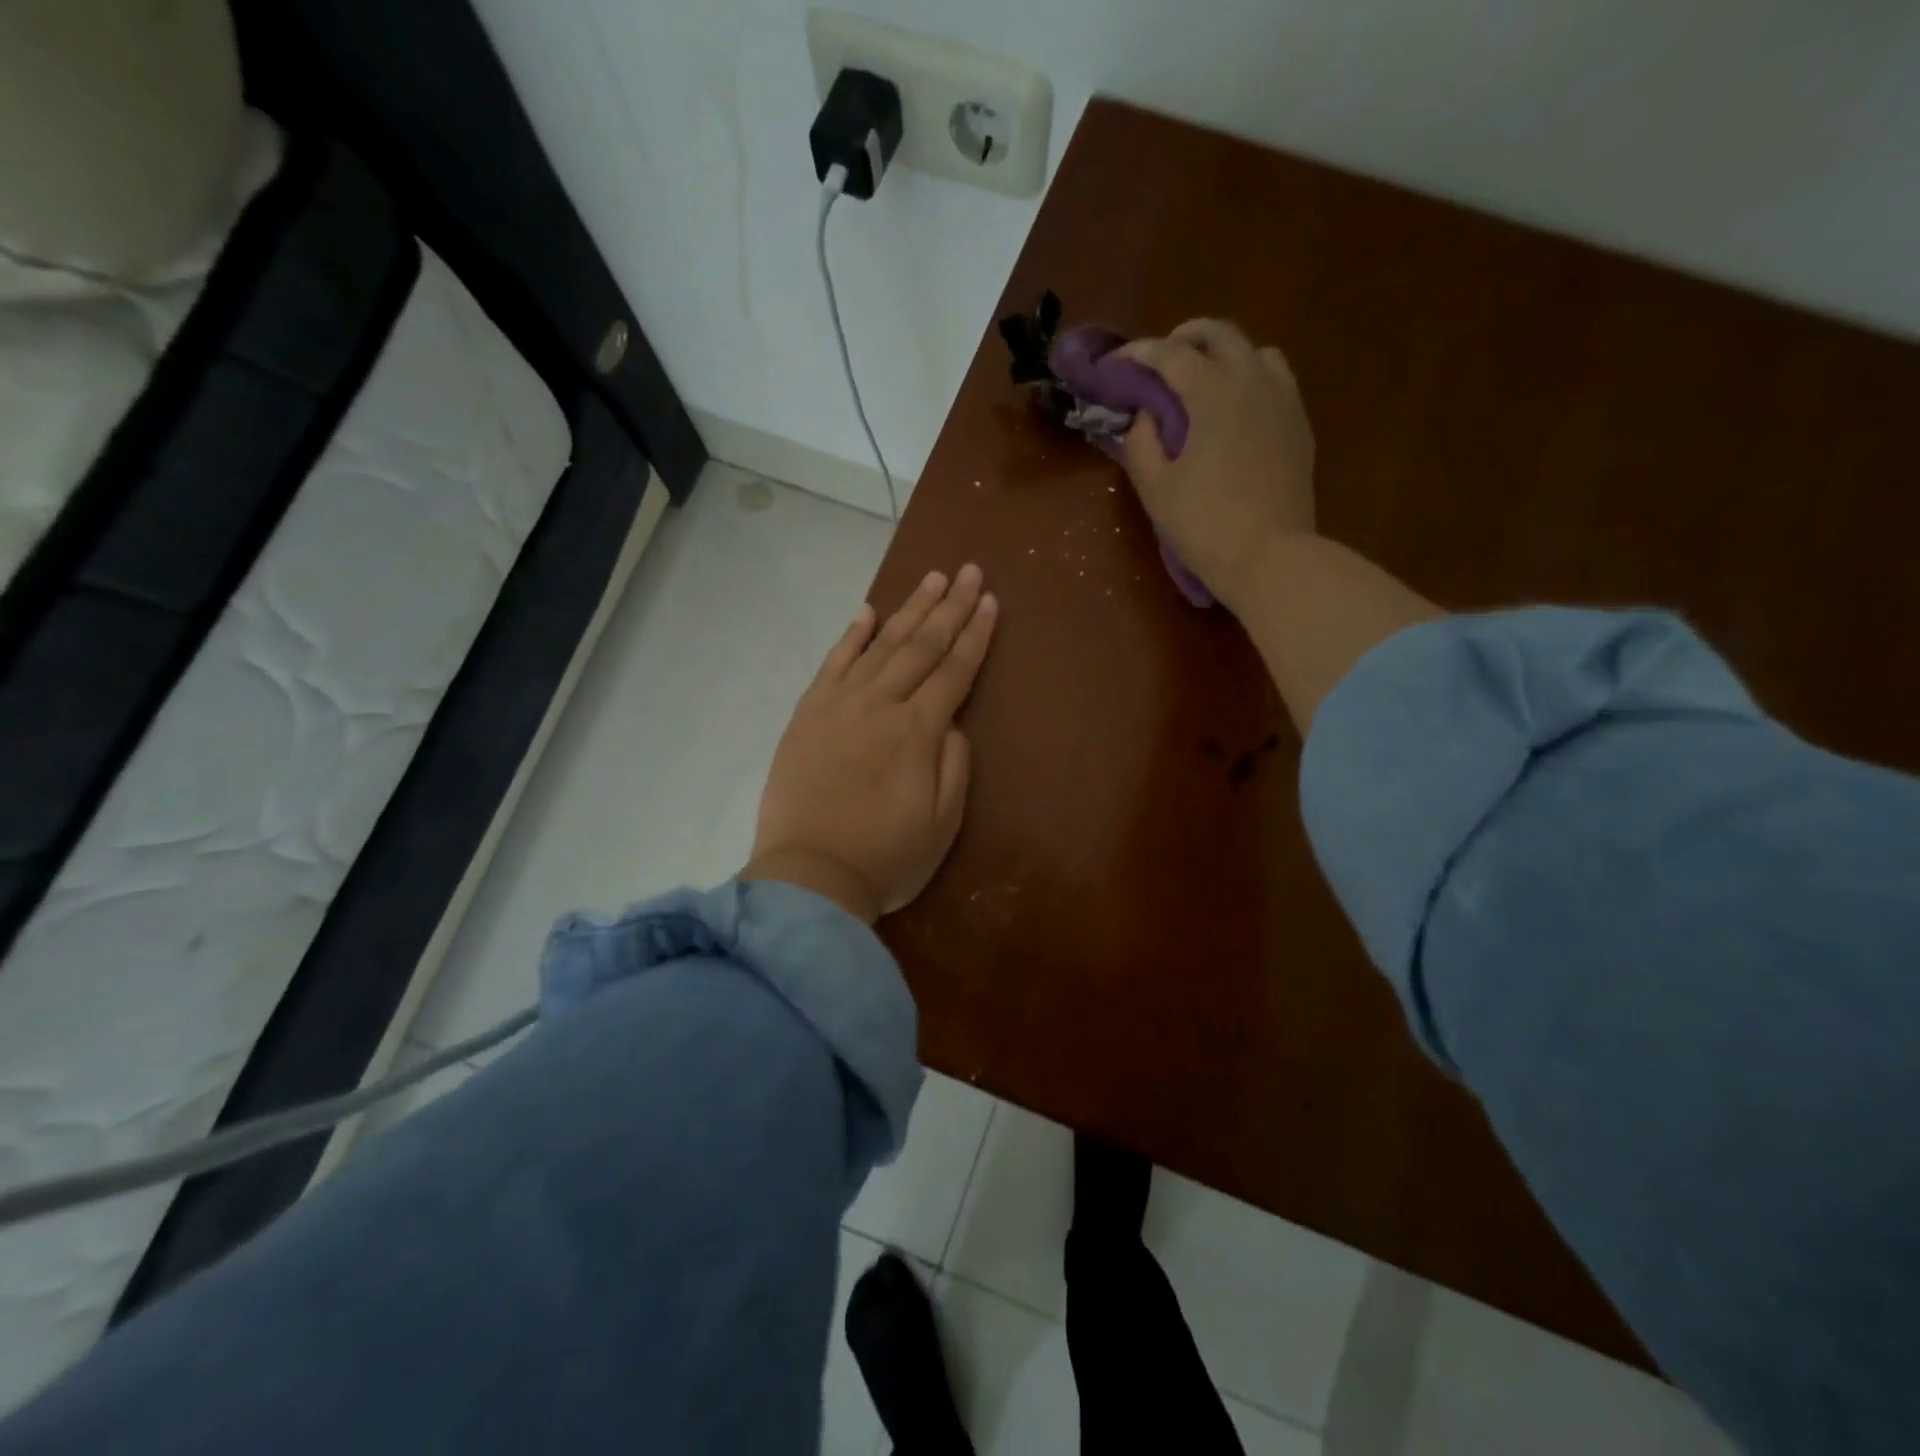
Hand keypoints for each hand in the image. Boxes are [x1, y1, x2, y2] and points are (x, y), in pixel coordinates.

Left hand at [743, 565, 998, 923]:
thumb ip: (954, 764)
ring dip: (909, 610)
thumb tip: (951, 722)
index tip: (990, 601)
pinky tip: (867, 612)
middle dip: (949, 607)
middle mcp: (880, 705)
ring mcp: (839, 705)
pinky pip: (832, 663)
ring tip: (931, 579)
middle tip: (968, 571)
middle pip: (921, 647)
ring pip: (880, 645)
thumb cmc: (886, 857)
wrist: (809, 877)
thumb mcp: (943, 823)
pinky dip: (851, 635)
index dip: (975, 635)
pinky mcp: (808, 714)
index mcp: (918, 732)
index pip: (954, 671)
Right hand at [1117, 319, 1315, 612]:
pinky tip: (1236, 408)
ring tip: (1203, 380)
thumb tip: (1145, 417)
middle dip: (1185, 338)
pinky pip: (1276, 380)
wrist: (1270, 557)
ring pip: (1255, 351)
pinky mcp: (1299, 425)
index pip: (1171, 355)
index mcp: (1213, 393)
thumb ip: (1141, 443)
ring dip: (1224, 354)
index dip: (1139, 353)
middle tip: (1160, 359)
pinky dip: (1251, 378)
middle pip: (1220, 334)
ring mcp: (1283, 401)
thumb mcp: (1155, 488)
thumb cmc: (1204, 524)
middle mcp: (1252, 382)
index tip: (1117, 363)